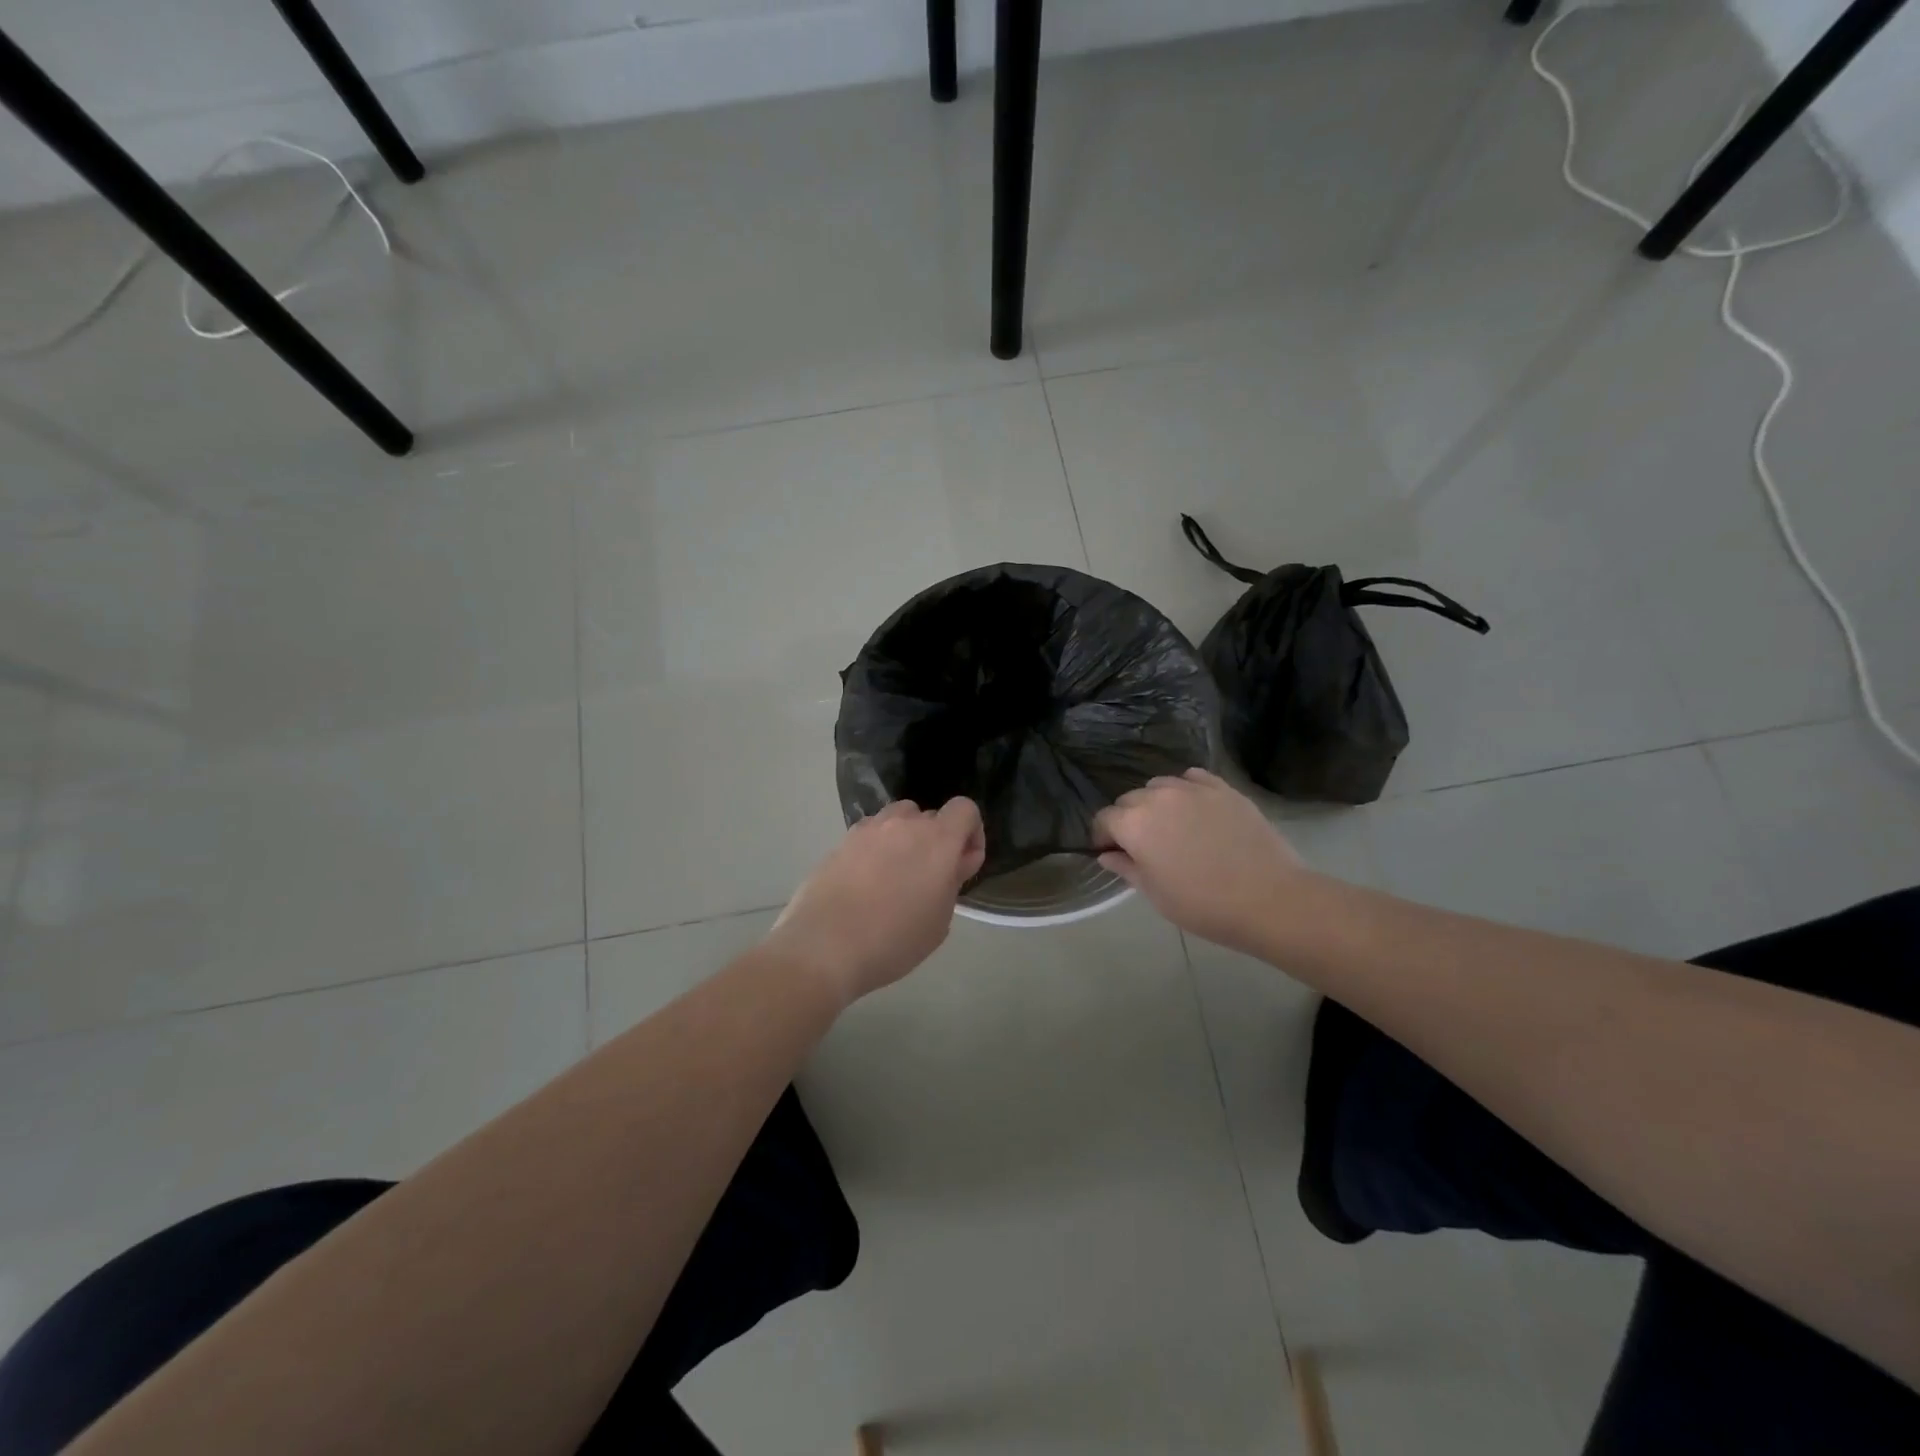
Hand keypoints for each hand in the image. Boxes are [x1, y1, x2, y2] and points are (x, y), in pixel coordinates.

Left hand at [767, 798, 986, 1005]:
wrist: (824, 947)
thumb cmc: (894, 940)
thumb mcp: (939, 921)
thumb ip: (951, 882)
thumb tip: (953, 863)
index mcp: (937, 840)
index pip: (965, 809)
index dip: (971, 833)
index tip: (962, 865)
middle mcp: (903, 824)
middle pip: (929, 816)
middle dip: (936, 841)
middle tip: (928, 880)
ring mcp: (868, 829)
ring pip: (897, 820)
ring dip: (905, 839)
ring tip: (896, 876)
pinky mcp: (841, 842)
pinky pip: (869, 835)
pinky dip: (876, 849)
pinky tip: (866, 883)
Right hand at [1094, 768, 1307, 950]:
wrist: (1269, 899)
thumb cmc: (1203, 904)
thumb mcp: (1155, 894)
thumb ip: (1126, 868)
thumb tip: (1107, 854)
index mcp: (1134, 824)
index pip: (1104, 818)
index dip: (1103, 836)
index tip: (1112, 852)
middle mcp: (1157, 797)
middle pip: (1130, 799)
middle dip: (1128, 819)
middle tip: (1143, 845)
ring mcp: (1192, 788)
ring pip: (1159, 785)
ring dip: (1156, 802)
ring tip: (1171, 825)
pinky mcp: (1222, 788)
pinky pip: (1192, 778)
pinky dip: (1186, 789)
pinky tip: (1195, 808)